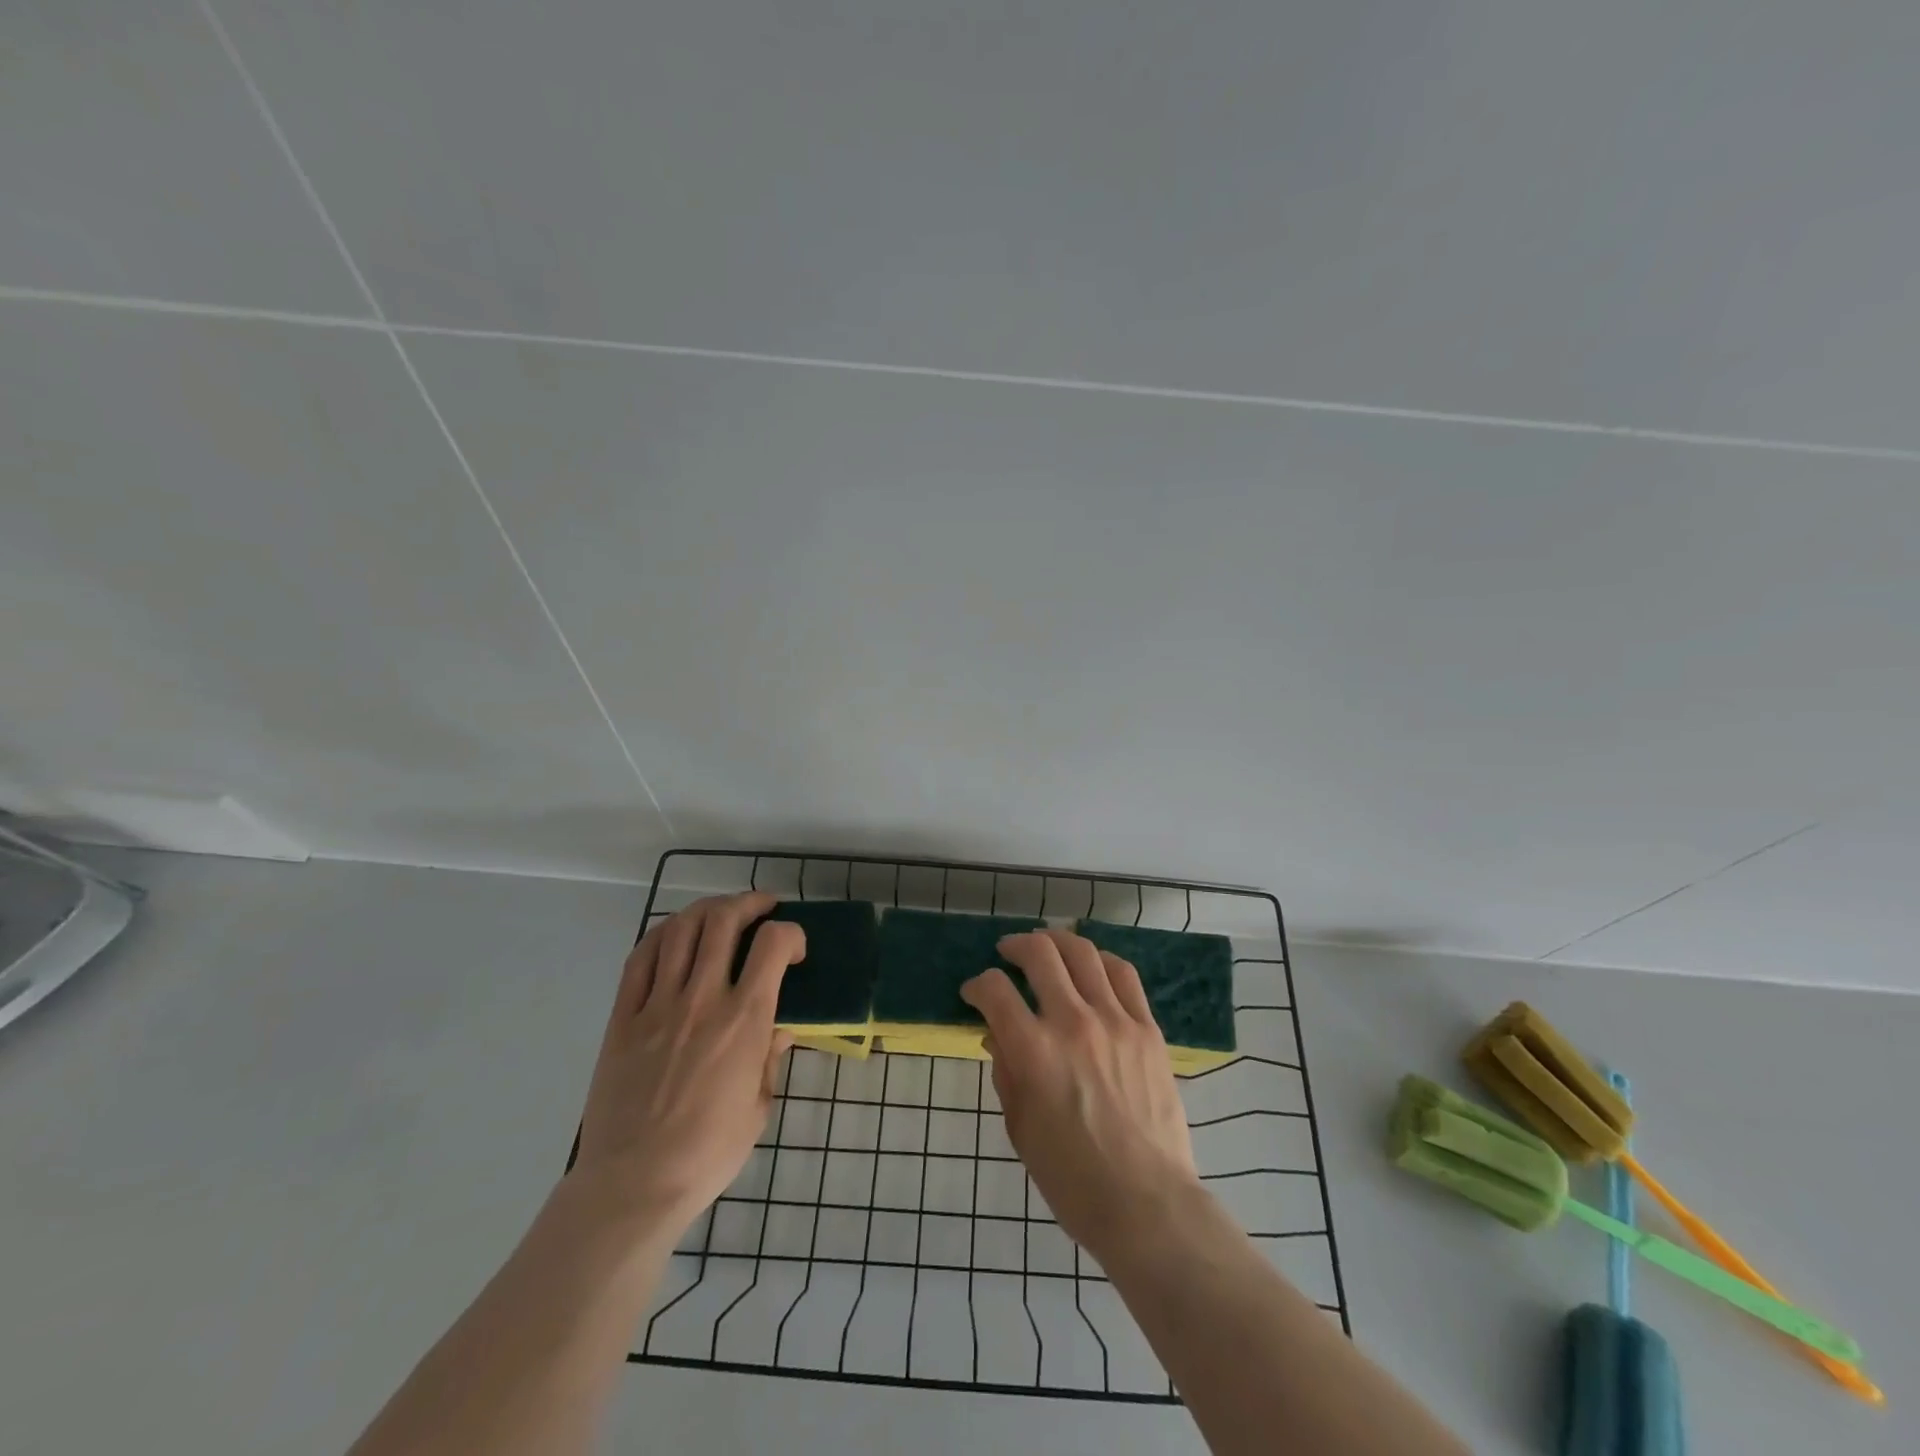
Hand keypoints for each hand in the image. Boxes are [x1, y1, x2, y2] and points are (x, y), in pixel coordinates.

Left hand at [573, 892, 801, 1234]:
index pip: (773, 944)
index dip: (791, 933)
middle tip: (761, 908)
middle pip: (723, 920)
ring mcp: (658, 1004)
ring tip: (721, 914)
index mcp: (744, 1020)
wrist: (633, 1184)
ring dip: (707, 910)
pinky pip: (640, 958)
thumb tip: (780, 1030)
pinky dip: (662, 935)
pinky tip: (675, 935)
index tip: (795, 950)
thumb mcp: (759, 1107)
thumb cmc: (708, 1153)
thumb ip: (770, 1059)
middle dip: (749, 903)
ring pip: (681, 929)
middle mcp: (703, 998)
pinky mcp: (623, 1017)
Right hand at [961, 928, 1201, 1261]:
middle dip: (1015, 946)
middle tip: (1007, 954)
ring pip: (1083, 953)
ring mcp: (1115, 1021)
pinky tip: (1091, 964)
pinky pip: (1124, 975)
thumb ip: (1006, 1072)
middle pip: (1039, 954)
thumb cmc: (1072, 1179)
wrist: (1147, 1203)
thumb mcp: (1020, 1129)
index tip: (974, 993)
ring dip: (1057, 941)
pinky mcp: (1147, 1029)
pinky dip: (1101, 960)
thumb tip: (997, 1035)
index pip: (995, 991)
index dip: (977, 985)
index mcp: (1034, 1052)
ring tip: (1047, 946)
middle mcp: (1073, 1023)